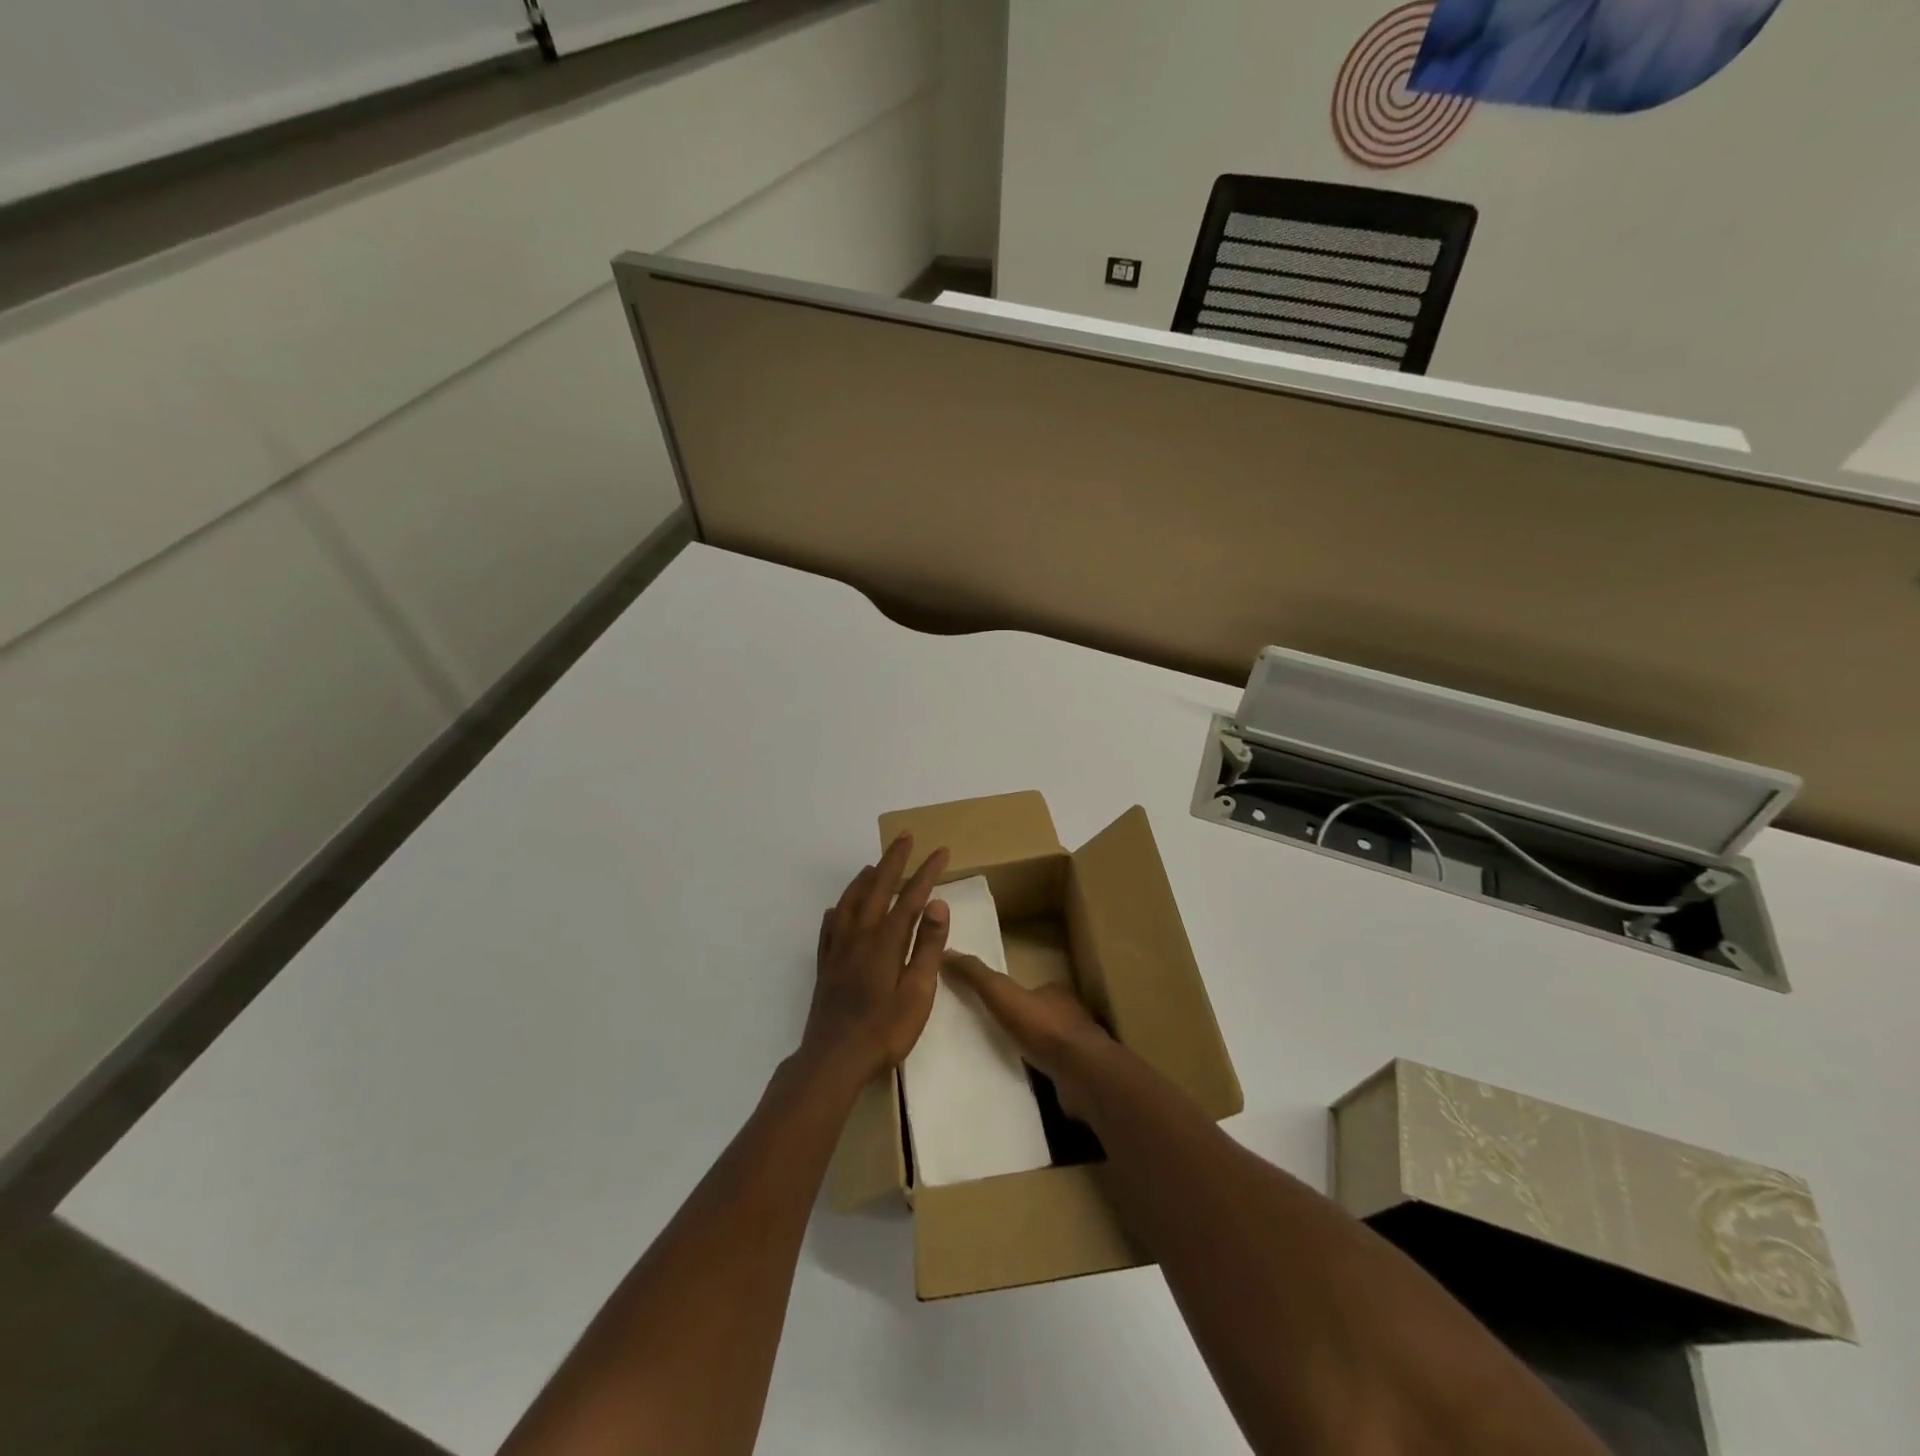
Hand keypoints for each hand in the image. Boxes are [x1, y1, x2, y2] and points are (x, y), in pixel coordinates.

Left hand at [801, 834, 950, 1085]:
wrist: (834, 1059)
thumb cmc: (884, 1030)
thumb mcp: (918, 993)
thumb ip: (928, 947)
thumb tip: (937, 904)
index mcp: (886, 941)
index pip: (911, 897)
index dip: (927, 872)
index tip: (941, 851)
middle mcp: (860, 936)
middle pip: (877, 888)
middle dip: (893, 860)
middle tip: (905, 837)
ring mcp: (838, 950)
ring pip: (850, 903)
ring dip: (864, 879)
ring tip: (873, 865)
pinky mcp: (825, 966)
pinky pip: (829, 928)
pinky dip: (837, 911)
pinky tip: (836, 910)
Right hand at [942, 952, 1111, 1113]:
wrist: (1082, 1073)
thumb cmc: (1043, 1028)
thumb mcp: (1002, 994)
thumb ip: (977, 976)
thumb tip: (947, 952)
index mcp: (1055, 993)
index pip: (1032, 989)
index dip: (1013, 996)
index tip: (993, 1005)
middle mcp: (1071, 1016)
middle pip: (1041, 1016)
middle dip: (1021, 1024)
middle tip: (994, 1035)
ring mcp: (1078, 1048)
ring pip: (1049, 1045)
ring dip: (1031, 1051)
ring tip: (1003, 1061)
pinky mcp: (1080, 1077)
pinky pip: (1055, 1072)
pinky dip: (1041, 1075)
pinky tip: (1023, 1083)